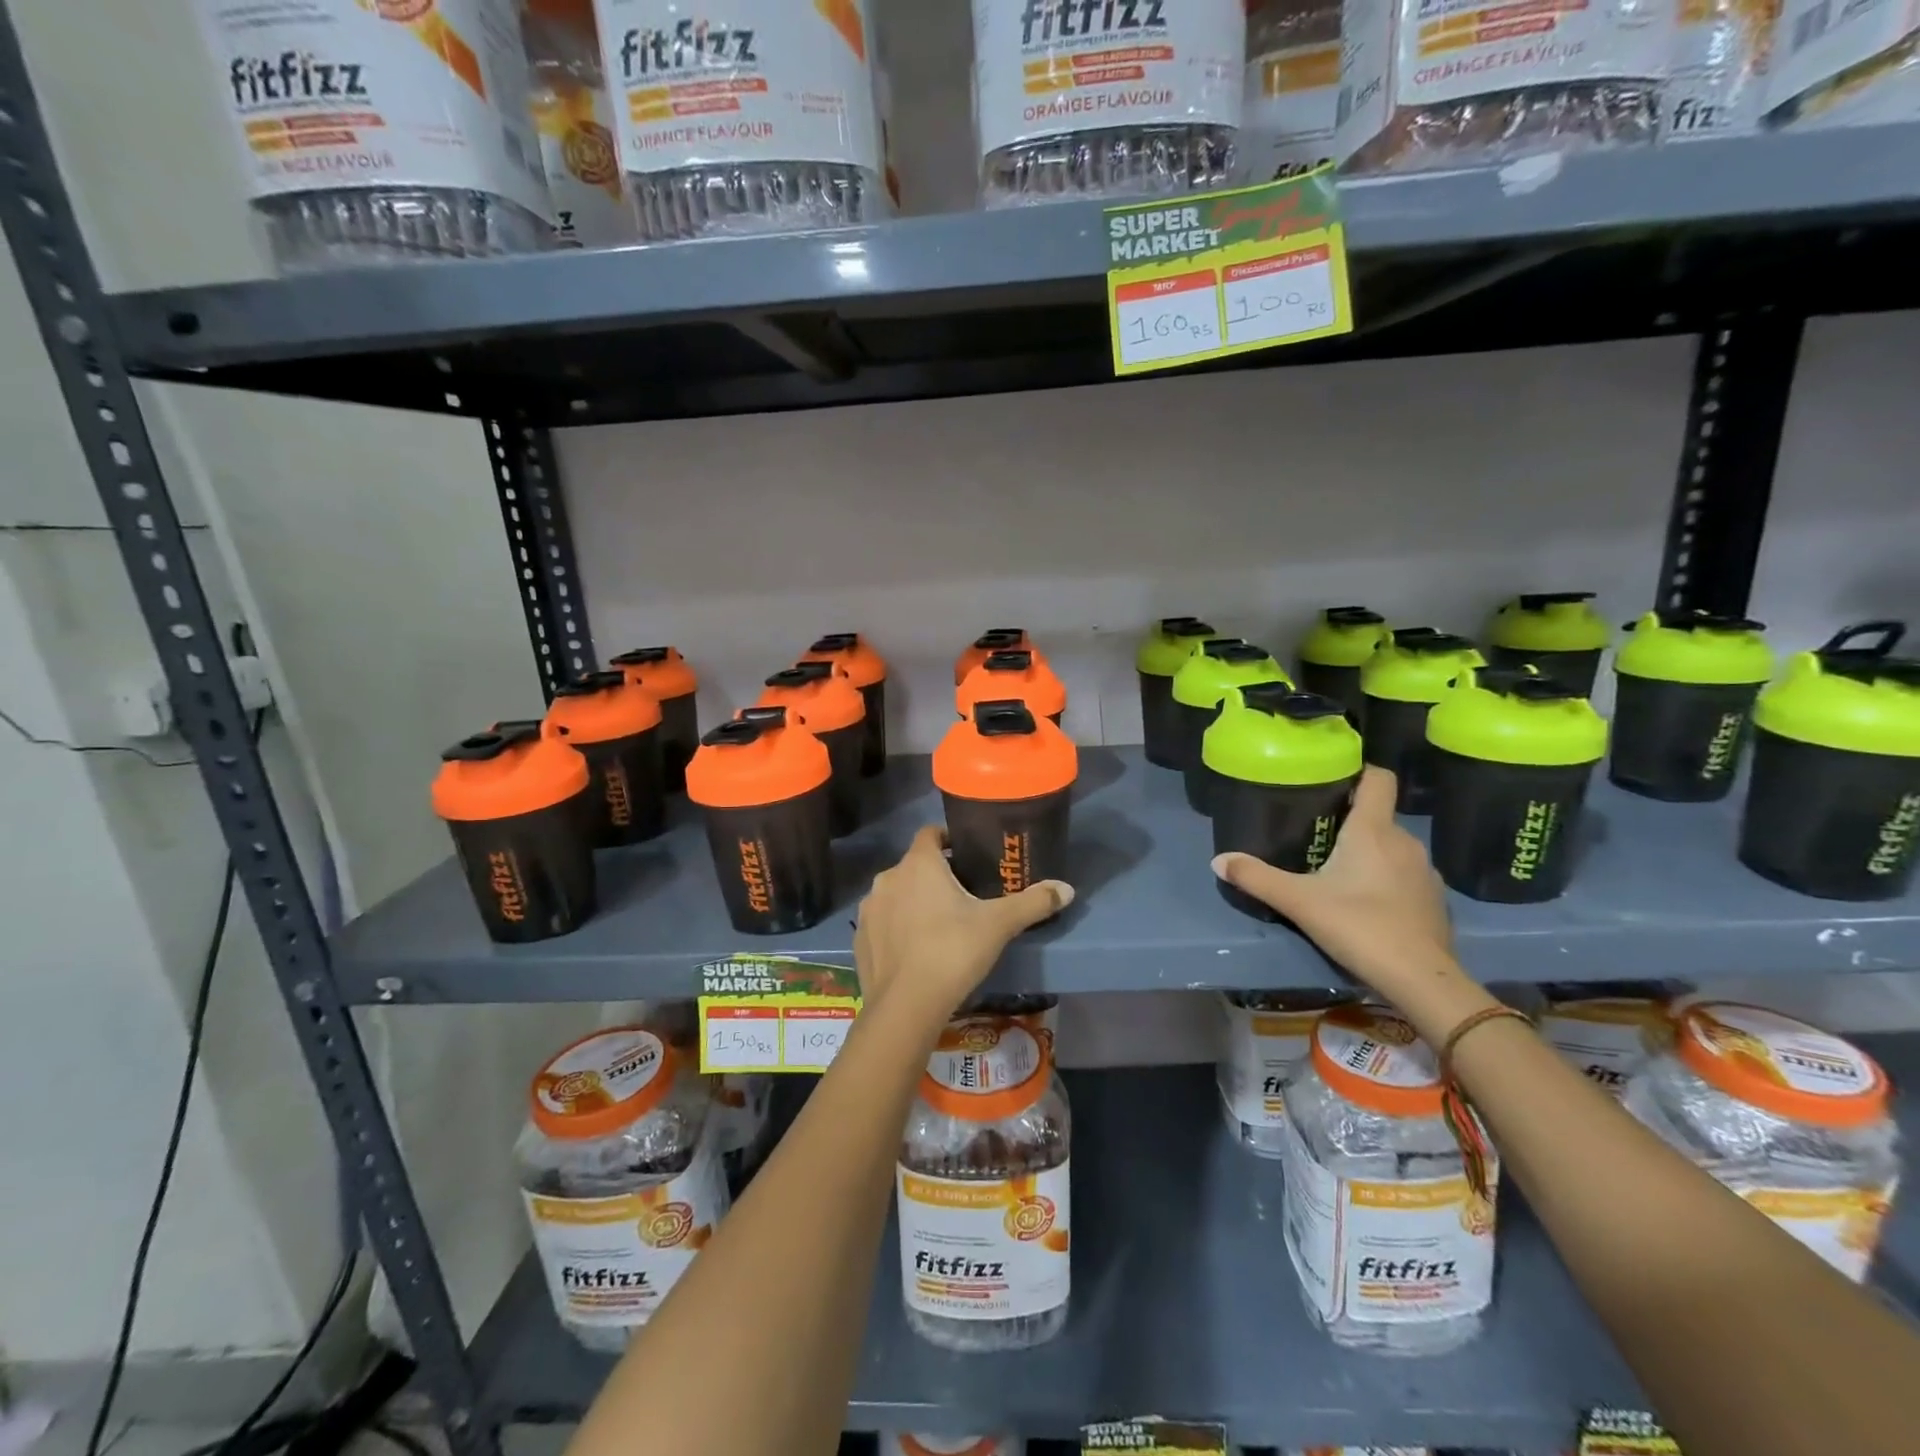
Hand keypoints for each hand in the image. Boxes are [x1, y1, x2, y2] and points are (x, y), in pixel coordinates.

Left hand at [854, 825, 1072, 1025]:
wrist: (905, 1007)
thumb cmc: (952, 952)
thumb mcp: (999, 925)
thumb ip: (1033, 902)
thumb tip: (1068, 889)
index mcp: (918, 864)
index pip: (930, 833)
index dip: (948, 839)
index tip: (966, 854)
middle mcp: (888, 878)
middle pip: (914, 865)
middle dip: (935, 875)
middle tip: (962, 896)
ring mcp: (869, 909)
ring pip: (896, 894)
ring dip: (913, 901)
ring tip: (938, 925)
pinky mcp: (860, 938)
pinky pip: (882, 922)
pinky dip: (897, 928)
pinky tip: (915, 950)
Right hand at [1212, 766, 1453, 994]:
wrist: (1421, 980)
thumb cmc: (1359, 926)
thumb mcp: (1298, 902)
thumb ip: (1257, 877)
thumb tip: (1219, 860)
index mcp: (1374, 830)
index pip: (1378, 778)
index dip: (1357, 772)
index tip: (1329, 781)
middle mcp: (1405, 841)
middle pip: (1377, 815)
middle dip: (1349, 820)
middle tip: (1314, 835)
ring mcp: (1425, 871)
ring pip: (1391, 847)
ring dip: (1367, 852)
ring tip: (1336, 870)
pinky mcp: (1434, 900)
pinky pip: (1404, 874)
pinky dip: (1385, 878)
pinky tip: (1365, 902)